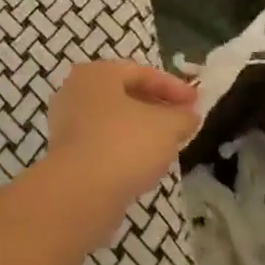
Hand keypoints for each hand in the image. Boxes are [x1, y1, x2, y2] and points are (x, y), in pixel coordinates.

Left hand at [44, 61, 199, 216]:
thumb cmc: (125, 144)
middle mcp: (76, 91)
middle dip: (157, 107)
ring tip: (168, 145)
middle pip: (124, 95)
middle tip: (183, 122)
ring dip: (141, 129)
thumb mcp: (166, 126)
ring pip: (113, 120)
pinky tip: (144, 164)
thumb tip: (189, 115)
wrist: (80, 192)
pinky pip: (103, 143)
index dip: (174, 87)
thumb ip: (182, 116)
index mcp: (96, 73)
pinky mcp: (66, 154)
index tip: (197, 103)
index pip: (141, 73)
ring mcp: (67, 123)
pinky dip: (125, 148)